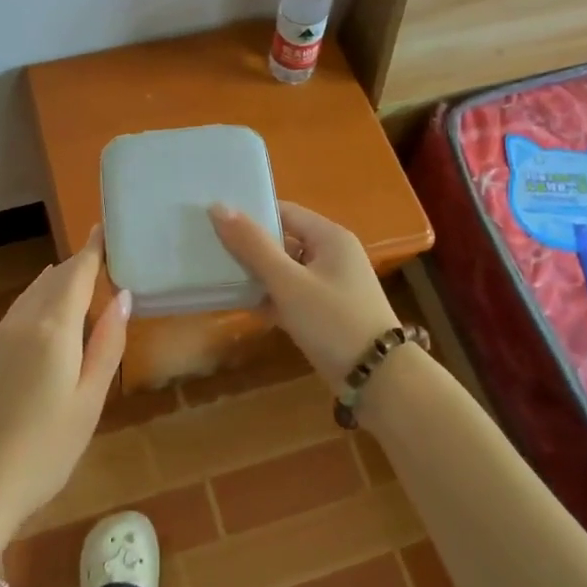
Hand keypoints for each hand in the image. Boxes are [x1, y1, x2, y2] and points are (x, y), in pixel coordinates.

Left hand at [0, 232, 129, 540]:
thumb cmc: (47, 447)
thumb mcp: (90, 399)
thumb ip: (107, 344)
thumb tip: (123, 297)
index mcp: (53, 328)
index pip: (76, 273)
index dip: (92, 249)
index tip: (105, 227)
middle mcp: (24, 322)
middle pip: (53, 279)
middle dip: (78, 264)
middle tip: (105, 255)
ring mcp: (1, 338)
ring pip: (33, 294)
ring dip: (58, 281)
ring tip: (83, 277)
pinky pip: (20, 311)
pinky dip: (40, 300)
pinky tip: (50, 312)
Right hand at [209, 201, 401, 387]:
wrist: (378, 379)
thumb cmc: (332, 321)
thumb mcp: (288, 282)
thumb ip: (253, 245)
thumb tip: (218, 207)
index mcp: (329, 237)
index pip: (283, 212)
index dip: (250, 213)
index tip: (213, 219)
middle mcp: (332, 255)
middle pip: (283, 240)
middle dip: (249, 247)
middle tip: (209, 249)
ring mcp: (331, 285)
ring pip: (285, 270)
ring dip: (257, 275)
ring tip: (218, 276)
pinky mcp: (326, 312)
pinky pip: (292, 295)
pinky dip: (271, 298)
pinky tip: (243, 306)